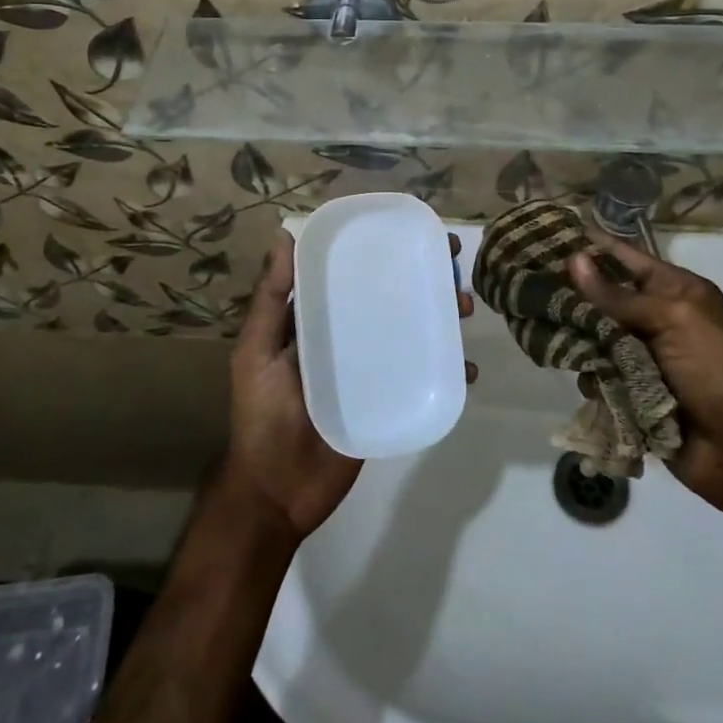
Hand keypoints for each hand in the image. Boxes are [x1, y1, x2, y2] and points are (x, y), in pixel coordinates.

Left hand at [223, 230, 473, 541]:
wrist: (278, 493)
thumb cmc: (261, 415)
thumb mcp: (256, 352)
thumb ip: (271, 300)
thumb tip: (284, 236)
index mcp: (317, 320)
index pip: (352, 273)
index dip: (381, 250)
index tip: (412, 230)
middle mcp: (347, 337)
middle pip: (390, 298)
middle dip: (423, 278)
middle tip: (453, 265)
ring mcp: (371, 370)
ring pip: (412, 332)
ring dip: (441, 315)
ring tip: (463, 307)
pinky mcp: (388, 401)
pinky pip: (422, 377)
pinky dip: (447, 367)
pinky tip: (465, 366)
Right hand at [568, 235, 722, 510]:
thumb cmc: (721, 371)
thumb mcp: (675, 320)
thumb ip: (619, 296)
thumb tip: (573, 259)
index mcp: (675, 292)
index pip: (625, 258)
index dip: (590, 247)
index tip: (546, 235)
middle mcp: (656, 320)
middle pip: (602, 300)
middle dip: (571, 297)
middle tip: (529, 289)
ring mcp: (642, 360)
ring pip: (593, 340)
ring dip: (578, 342)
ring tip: (547, 336)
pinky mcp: (631, 395)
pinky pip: (598, 378)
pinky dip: (592, 380)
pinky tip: (586, 382)